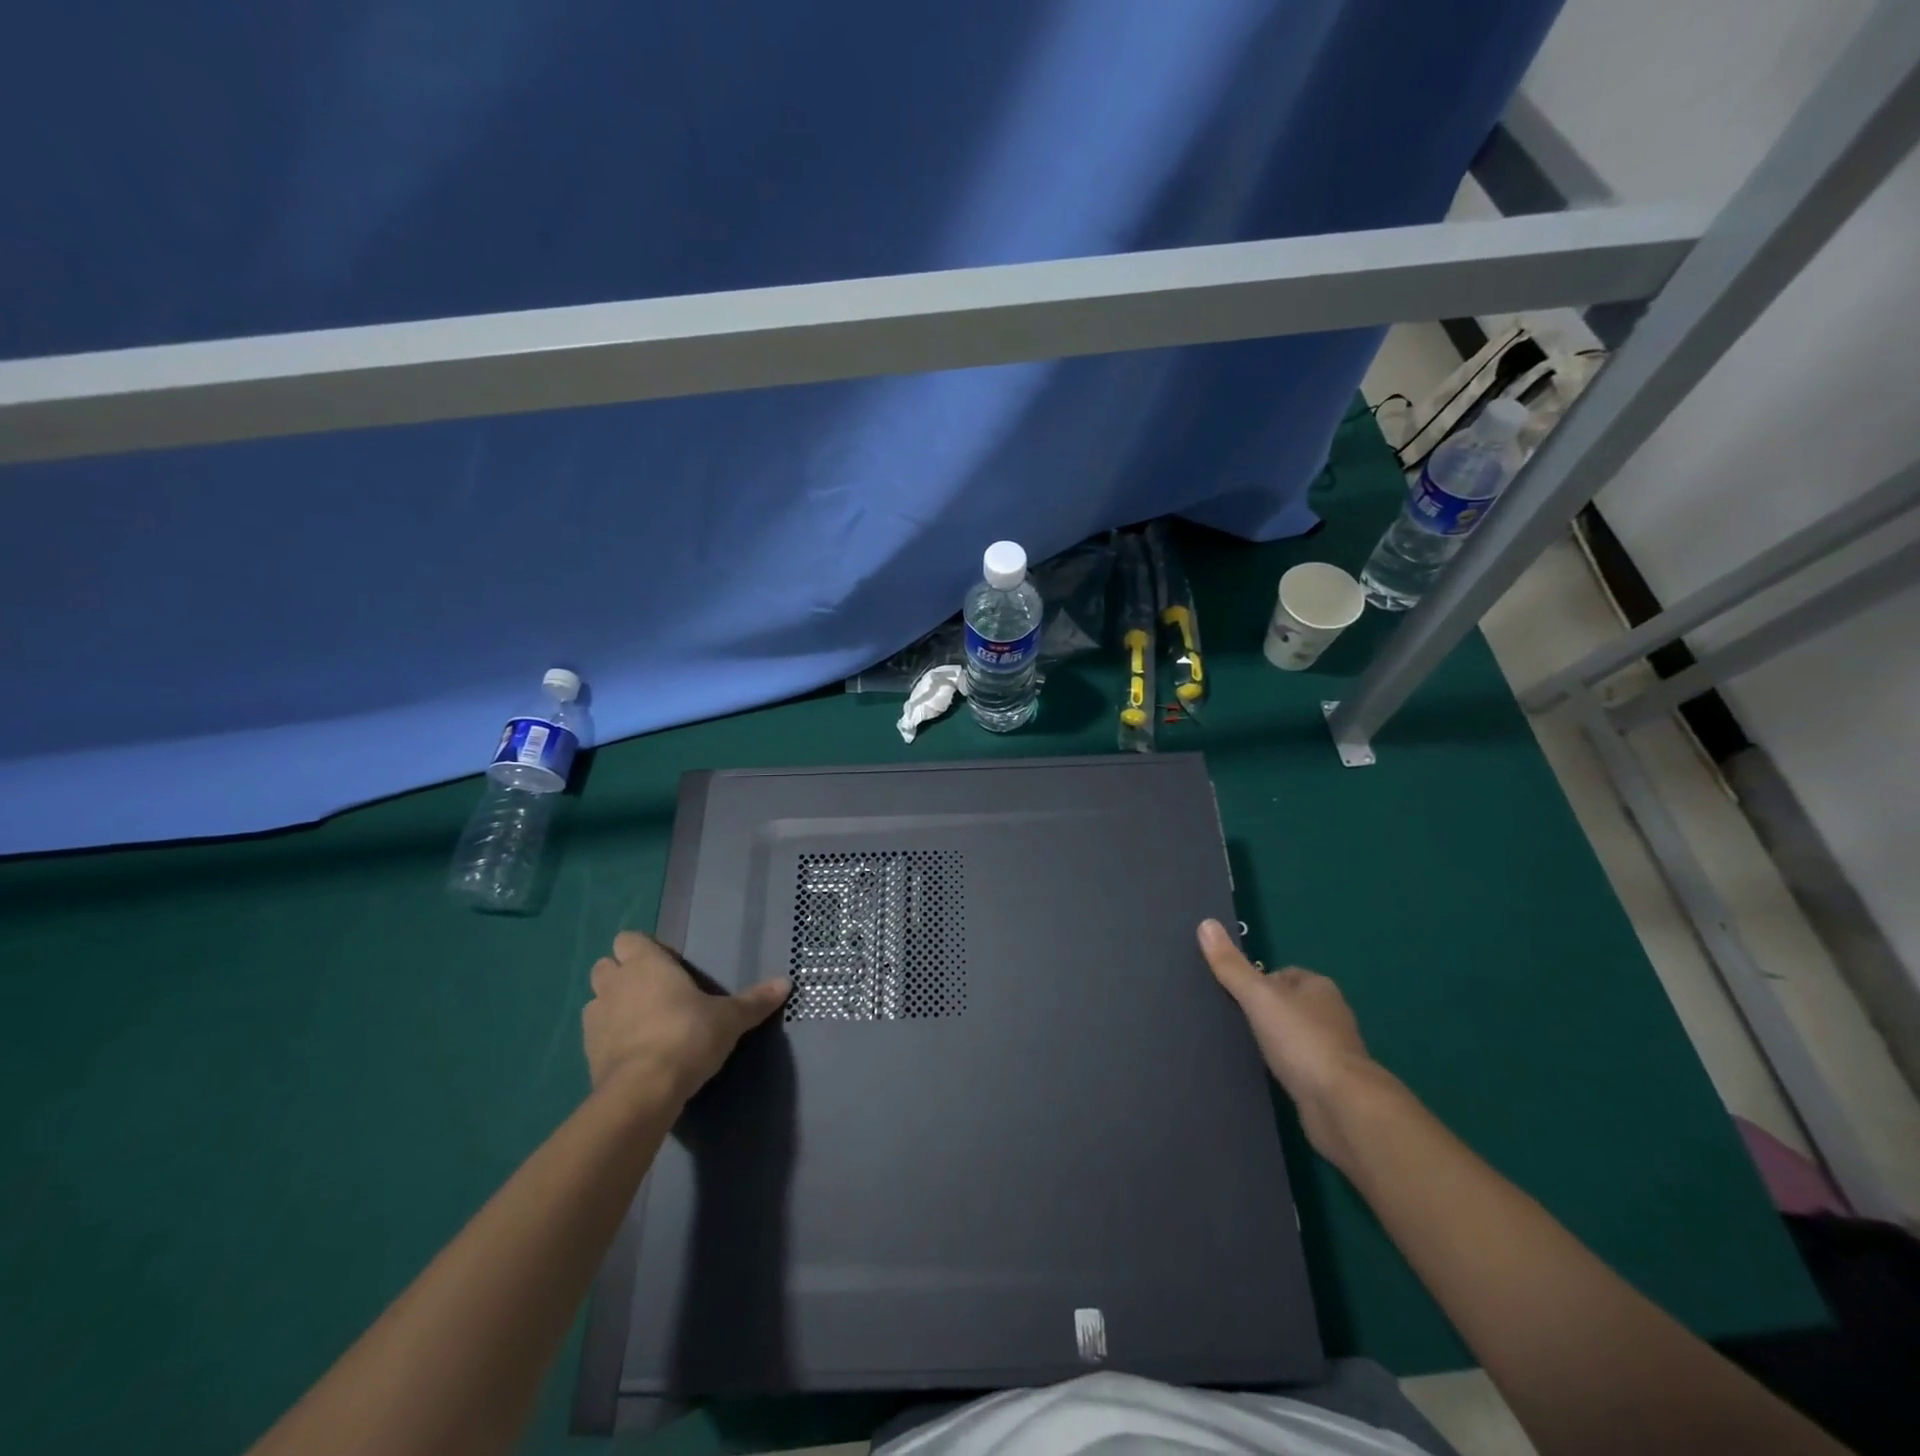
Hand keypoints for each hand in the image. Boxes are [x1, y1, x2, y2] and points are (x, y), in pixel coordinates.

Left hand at [583, 931, 790, 1103]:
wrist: (643, 1091)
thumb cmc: (688, 1037)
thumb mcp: (730, 1018)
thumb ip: (755, 1001)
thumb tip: (786, 982)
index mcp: (646, 964)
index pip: (629, 939)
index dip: (645, 950)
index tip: (669, 967)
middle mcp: (616, 984)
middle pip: (606, 965)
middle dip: (623, 975)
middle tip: (655, 993)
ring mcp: (596, 1019)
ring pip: (596, 999)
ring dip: (613, 1005)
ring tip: (642, 1023)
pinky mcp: (587, 1053)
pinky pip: (595, 1034)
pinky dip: (609, 1037)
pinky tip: (633, 1052)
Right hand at [1197, 918, 1385, 1158]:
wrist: (1342, 1106)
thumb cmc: (1301, 1041)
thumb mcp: (1258, 996)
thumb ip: (1231, 966)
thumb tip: (1205, 924)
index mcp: (1319, 987)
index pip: (1281, 974)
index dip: (1256, 982)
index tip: (1232, 995)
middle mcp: (1331, 1014)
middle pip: (1287, 1003)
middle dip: (1264, 1011)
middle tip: (1231, 1021)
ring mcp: (1333, 1050)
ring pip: (1293, 1035)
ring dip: (1273, 1041)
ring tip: (1242, 1047)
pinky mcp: (1330, 1082)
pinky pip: (1298, 1064)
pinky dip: (1283, 1066)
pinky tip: (1264, 1073)